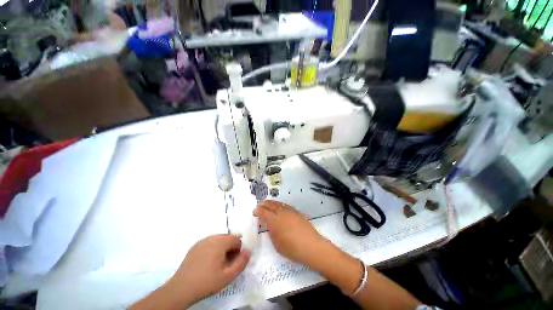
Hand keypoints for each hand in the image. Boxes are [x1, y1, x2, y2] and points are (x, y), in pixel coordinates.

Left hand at [166, 234, 249, 304]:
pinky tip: (208, 261)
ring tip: (218, 262)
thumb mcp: (228, 276)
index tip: (235, 260)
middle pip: (227, 237)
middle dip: (231, 247)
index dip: (238, 248)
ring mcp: (202, 241)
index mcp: (220, 242)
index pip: (236, 238)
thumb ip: (241, 262)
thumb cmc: (207, 282)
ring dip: (223, 247)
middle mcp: (211, 238)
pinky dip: (213, 248)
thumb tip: (248, 251)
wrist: (181, 288)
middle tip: (227, 262)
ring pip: (219, 239)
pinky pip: (209, 242)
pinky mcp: (195, 246)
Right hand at [254, 200, 325, 265]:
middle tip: (260, 206)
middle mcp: (282, 212)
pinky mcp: (297, 212)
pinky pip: (285, 206)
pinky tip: (280, 208)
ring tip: (268, 205)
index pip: (264, 212)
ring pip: (279, 204)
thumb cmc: (293, 249)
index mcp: (275, 220)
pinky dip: (280, 205)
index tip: (254, 212)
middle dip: (264, 204)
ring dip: (271, 203)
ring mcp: (290, 211)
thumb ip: (272, 232)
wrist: (312, 246)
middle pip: (271, 204)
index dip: (258, 211)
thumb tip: (270, 225)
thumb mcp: (277, 244)